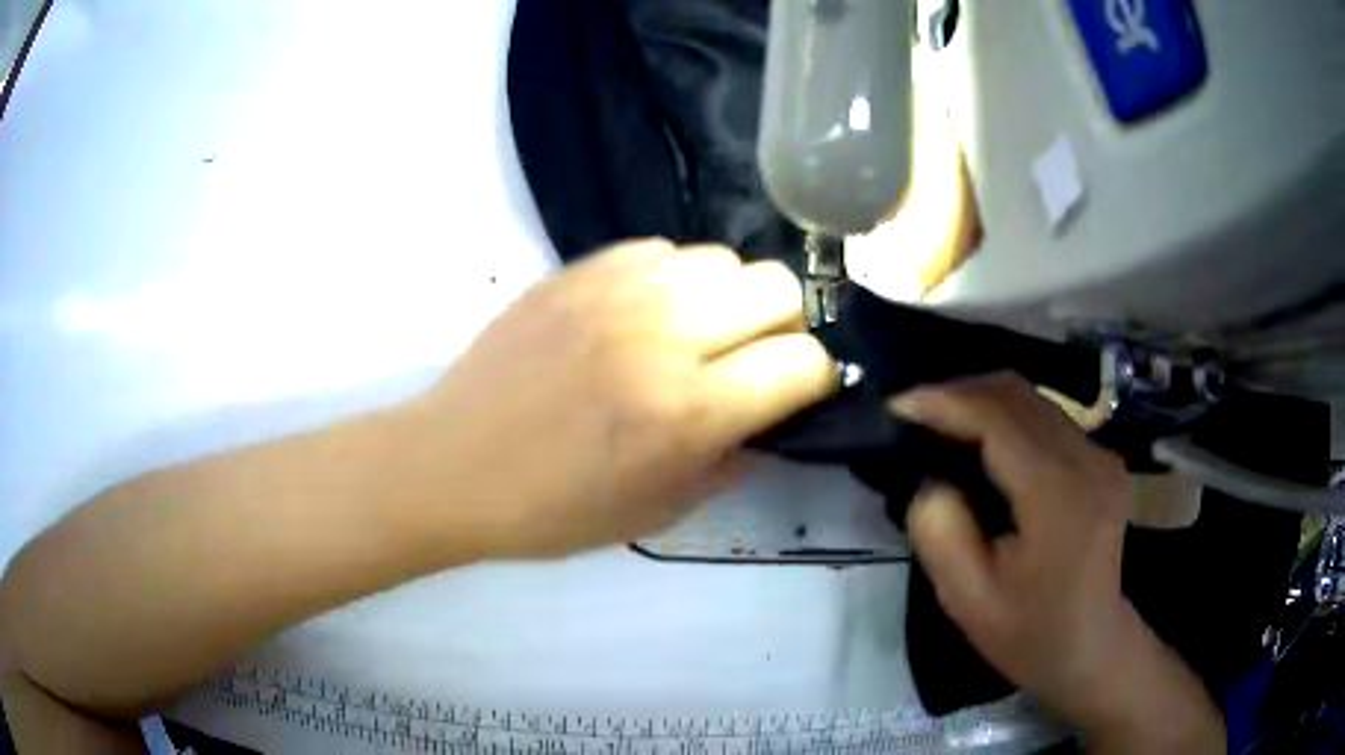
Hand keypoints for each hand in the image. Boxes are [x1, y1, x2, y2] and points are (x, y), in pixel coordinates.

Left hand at [408, 240, 836, 557]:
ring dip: (728, 298)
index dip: (815, 379)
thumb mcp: (658, 511)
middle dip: (784, 327)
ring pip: (723, 258)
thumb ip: (732, 460)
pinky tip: (643, 314)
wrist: (453, 464)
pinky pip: (661, 250)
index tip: (796, 393)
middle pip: (779, 288)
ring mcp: (617, 291)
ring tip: (695, 333)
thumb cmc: (552, 510)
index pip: (804, 362)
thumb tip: (772, 419)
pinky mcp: (578, 270)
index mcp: (689, 410)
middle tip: (751, 359)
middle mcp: (664, 334)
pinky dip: (672, 279)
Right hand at [891, 374, 1223, 751]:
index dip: (943, 402)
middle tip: (913, 414)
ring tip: (940, 422)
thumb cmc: (1030, 633)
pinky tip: (982, 439)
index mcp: (1058, 496)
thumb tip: (931, 478)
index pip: (997, 419)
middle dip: (958, 391)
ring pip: (1033, 398)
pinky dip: (1006, 415)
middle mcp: (1087, 459)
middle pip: (1018, 394)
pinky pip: (1047, 416)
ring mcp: (1100, 455)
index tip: (896, 406)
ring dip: (982, 400)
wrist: (1092, 647)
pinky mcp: (1101, 459)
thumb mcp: (967, 600)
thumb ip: (940, 531)